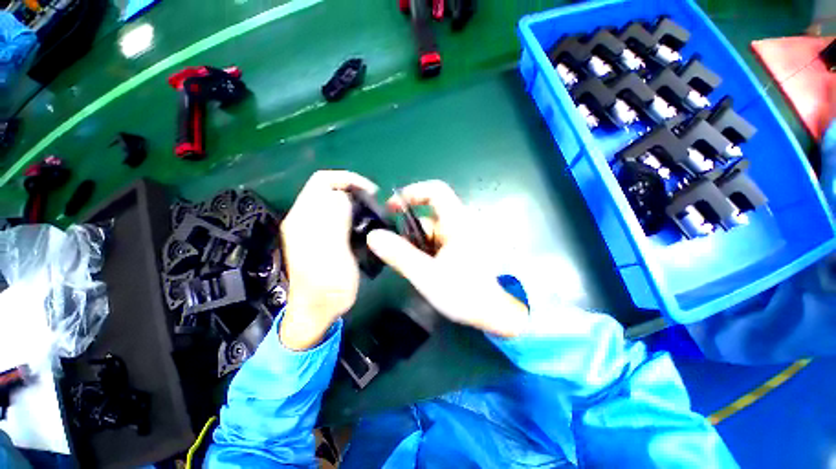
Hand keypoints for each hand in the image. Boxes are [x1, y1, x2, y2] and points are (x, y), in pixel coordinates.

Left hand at [279, 170, 377, 349]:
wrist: (316, 312)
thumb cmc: (327, 289)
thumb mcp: (333, 256)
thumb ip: (334, 222)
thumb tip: (342, 196)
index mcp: (304, 219)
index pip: (323, 181)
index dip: (348, 180)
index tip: (371, 193)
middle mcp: (303, 218)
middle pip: (327, 189)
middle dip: (353, 190)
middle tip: (373, 206)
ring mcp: (308, 228)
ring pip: (332, 201)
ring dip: (353, 202)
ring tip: (369, 215)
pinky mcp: (316, 237)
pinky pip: (334, 214)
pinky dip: (350, 213)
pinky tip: (360, 227)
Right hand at [366, 181, 528, 337]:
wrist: (500, 315)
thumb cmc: (467, 293)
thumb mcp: (427, 275)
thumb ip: (399, 255)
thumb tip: (373, 236)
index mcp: (457, 222)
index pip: (435, 191)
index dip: (412, 193)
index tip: (392, 208)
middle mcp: (462, 224)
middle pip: (428, 217)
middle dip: (410, 234)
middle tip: (400, 257)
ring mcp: (464, 237)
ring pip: (433, 233)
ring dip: (418, 247)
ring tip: (416, 270)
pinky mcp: (464, 249)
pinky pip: (440, 243)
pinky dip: (429, 252)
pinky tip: (428, 271)